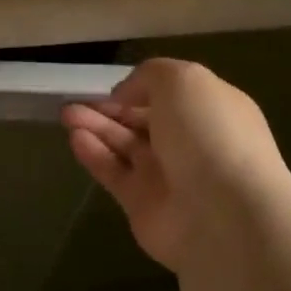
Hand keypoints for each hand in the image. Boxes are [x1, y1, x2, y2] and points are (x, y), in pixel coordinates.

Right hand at [63, 58, 290, 272]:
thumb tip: (126, 95)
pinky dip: (94, 154)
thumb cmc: (208, 134)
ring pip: (124, 145)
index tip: (112, 86)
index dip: (140, 88)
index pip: (171, 95)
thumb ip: (150, 76)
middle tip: (75, 99)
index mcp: (211, 110)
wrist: (223, 213)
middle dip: (110, 108)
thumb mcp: (183, 80)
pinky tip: (75, 138)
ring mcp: (167, 175)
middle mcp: (191, 142)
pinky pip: (114, 173)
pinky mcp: (143, 204)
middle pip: (143, 120)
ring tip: (66, 114)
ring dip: (96, 127)